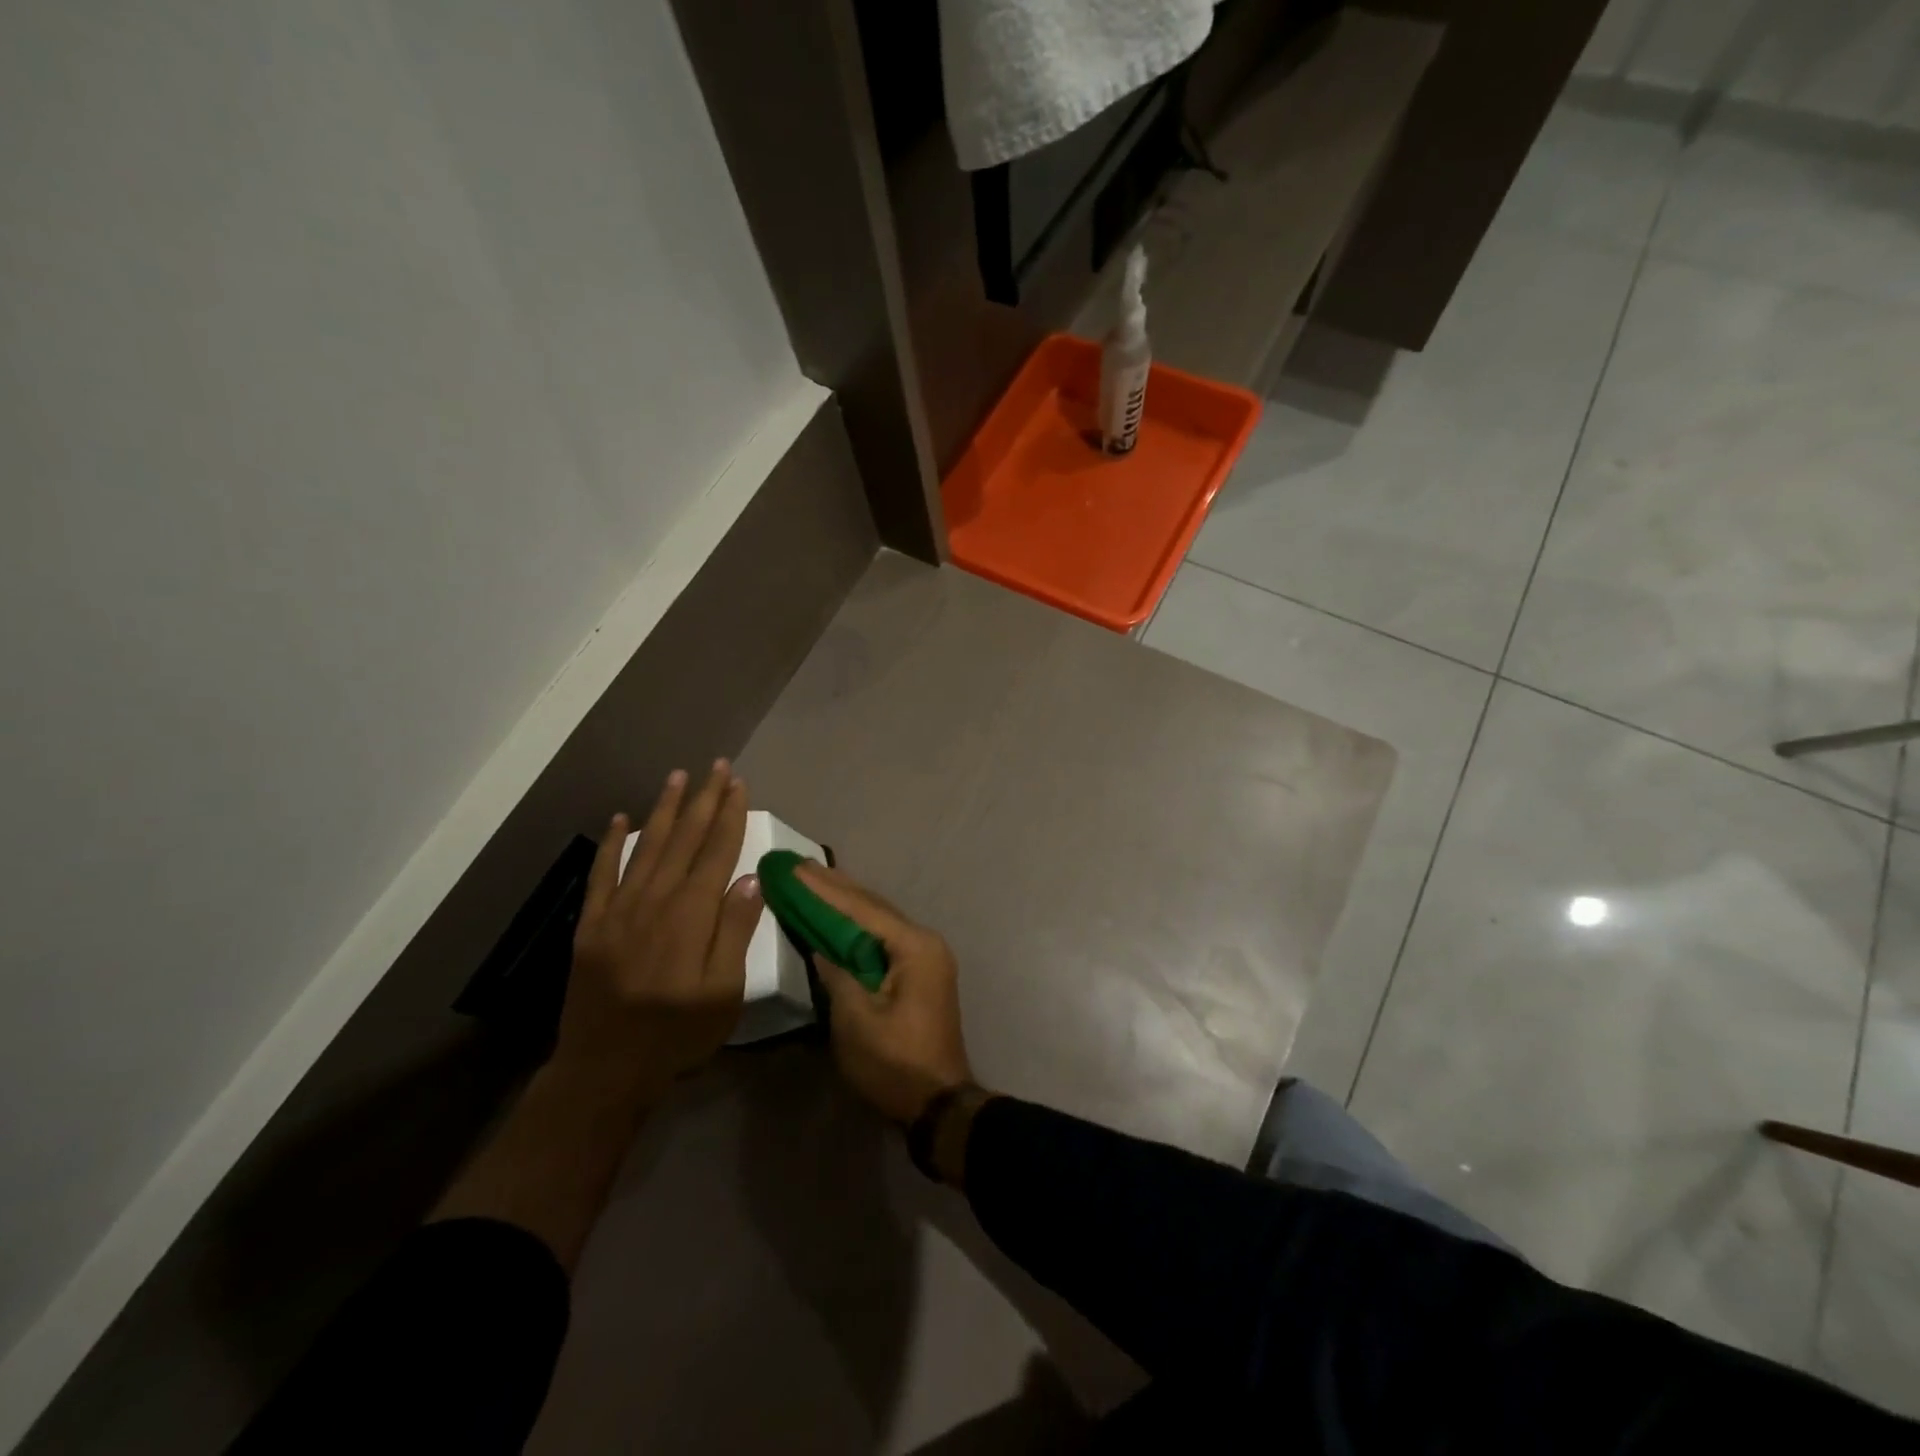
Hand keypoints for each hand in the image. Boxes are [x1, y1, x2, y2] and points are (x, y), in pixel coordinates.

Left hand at [556, 762, 760, 1102]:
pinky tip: (620, 818)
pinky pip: (602, 873)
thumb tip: (747, 878)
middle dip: (703, 799)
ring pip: (647, 845)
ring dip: (664, 808)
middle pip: (684, 838)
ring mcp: (619, 909)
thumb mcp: (723, 993)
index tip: (738, 784)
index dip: (729, 815)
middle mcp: (655, 900)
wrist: (604, 1069)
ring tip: (678, 776)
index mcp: (691, 914)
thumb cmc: (676, 1034)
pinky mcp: (592, 924)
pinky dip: (611, 843)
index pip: (716, 851)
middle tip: (716, 766)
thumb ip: (735, 932)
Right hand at [800, 861, 973, 1123]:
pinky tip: (840, 916)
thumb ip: (836, 973)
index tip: (795, 868)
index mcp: (914, 946)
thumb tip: (820, 944)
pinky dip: (859, 925)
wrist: (938, 1104)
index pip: (862, 909)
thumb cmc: (894, 1063)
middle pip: (874, 907)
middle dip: (836, 887)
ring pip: (880, 920)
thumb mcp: (855, 1019)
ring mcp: (926, 956)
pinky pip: (884, 938)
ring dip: (848, 902)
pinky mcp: (920, 973)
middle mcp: (925, 942)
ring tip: (816, 878)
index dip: (825, 889)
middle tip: (801, 864)